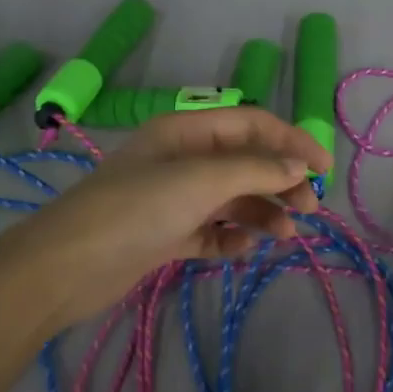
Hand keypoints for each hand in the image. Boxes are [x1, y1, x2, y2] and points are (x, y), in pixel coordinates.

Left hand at [0, 108, 330, 331]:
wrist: (68, 267)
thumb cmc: (137, 209)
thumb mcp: (201, 180)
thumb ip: (255, 170)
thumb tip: (299, 165)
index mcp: (186, 131)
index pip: (252, 124)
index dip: (291, 141)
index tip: (324, 168)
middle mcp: (182, 159)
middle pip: (245, 162)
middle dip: (279, 181)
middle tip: (308, 209)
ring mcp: (173, 198)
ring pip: (232, 198)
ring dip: (261, 212)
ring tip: (284, 235)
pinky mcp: (166, 234)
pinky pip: (211, 231)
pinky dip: (231, 238)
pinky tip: (242, 249)